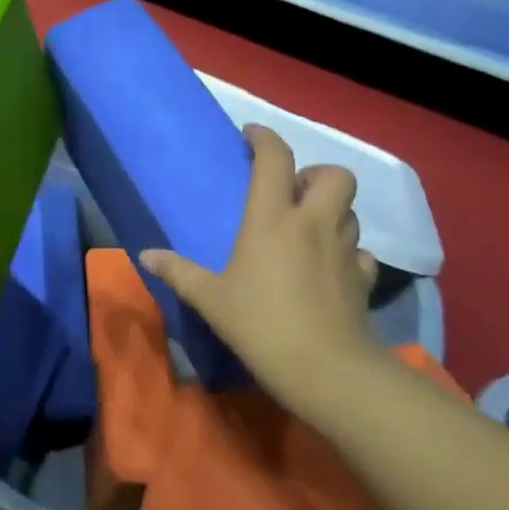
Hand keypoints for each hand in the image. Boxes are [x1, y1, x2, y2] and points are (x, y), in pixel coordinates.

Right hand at [140, 124, 384, 417]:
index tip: (250, 136)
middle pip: (335, 175)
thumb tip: (145, 255)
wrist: (329, 373)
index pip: (275, 158)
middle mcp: (313, 224)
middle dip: (314, 173)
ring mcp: (344, 251)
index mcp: (272, 218)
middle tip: (290, 190)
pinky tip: (328, 266)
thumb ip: (178, 272)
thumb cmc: (262, 325)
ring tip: (306, 226)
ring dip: (331, 209)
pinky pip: (360, 251)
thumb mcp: (210, 299)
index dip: (264, 138)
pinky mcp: (363, 280)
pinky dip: (346, 250)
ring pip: (350, 210)